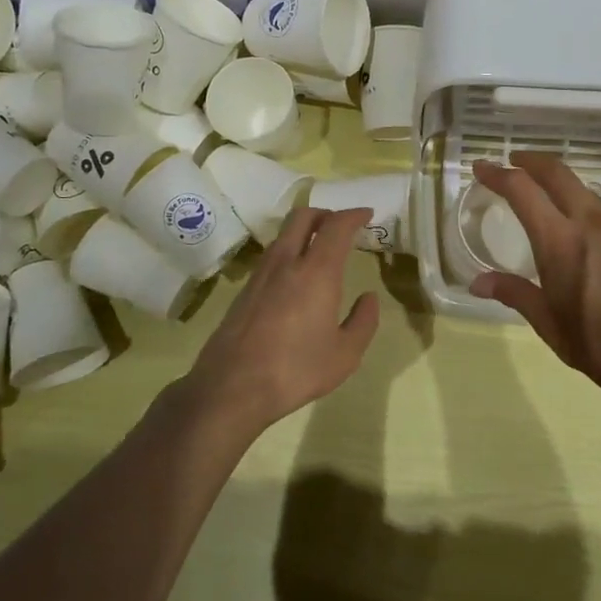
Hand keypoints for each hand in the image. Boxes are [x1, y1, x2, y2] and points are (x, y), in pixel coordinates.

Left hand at [182, 206, 379, 431]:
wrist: (232, 387)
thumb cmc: (295, 370)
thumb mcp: (345, 355)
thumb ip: (363, 322)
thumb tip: (369, 298)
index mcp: (317, 272)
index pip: (336, 226)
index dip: (353, 215)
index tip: (367, 214)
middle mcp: (286, 262)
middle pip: (303, 216)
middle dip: (325, 213)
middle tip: (342, 225)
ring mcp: (261, 274)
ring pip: (284, 234)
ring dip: (304, 231)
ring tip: (320, 248)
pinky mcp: (244, 290)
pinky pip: (271, 255)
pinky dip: (289, 250)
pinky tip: (296, 276)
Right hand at [471, 154, 600, 402]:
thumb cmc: (598, 345)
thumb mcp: (548, 323)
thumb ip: (514, 293)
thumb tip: (478, 282)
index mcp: (560, 241)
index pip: (522, 190)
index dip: (498, 174)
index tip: (482, 168)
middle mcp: (592, 223)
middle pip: (558, 173)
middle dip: (531, 161)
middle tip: (514, 162)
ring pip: (586, 193)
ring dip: (562, 189)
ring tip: (549, 203)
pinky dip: (588, 214)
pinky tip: (588, 241)